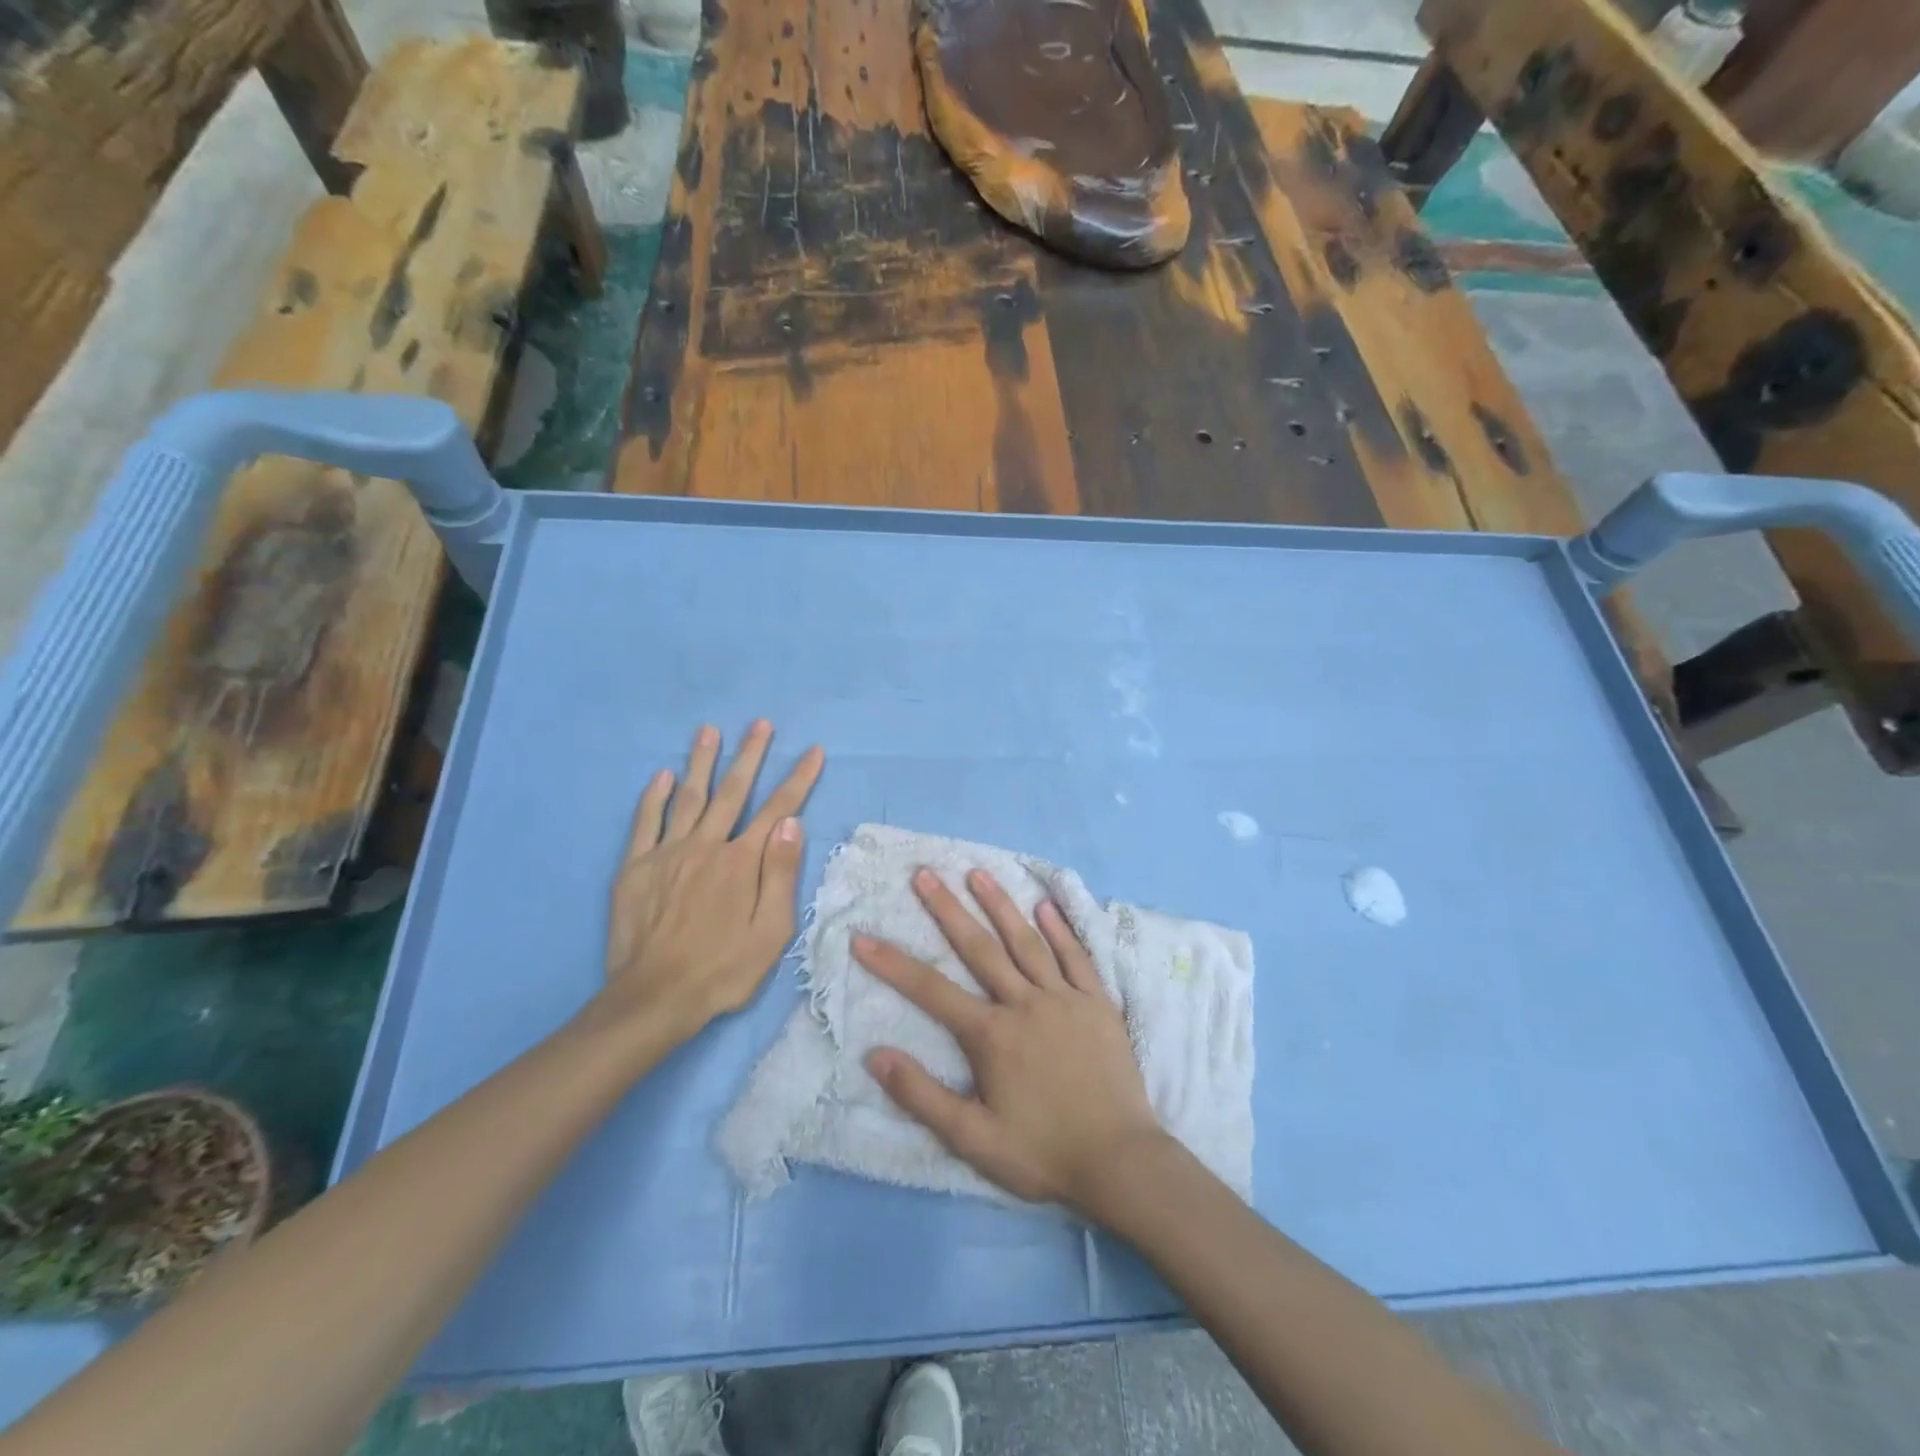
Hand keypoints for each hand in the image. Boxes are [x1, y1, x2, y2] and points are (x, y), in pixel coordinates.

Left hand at [594, 721, 824, 1048]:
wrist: (655, 998)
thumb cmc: (723, 969)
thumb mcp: (771, 931)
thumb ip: (781, 874)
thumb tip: (792, 823)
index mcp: (741, 862)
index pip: (778, 809)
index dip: (798, 778)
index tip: (813, 751)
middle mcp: (705, 846)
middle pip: (732, 792)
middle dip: (749, 755)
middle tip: (760, 724)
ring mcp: (667, 854)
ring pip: (688, 797)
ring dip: (701, 762)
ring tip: (710, 731)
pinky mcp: (635, 868)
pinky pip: (645, 823)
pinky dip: (653, 797)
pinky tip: (661, 775)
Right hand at [854, 868, 1165, 1217]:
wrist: (1120, 1162)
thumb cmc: (1042, 1152)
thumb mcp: (973, 1139)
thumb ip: (922, 1096)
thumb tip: (875, 1056)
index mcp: (992, 1034)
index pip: (931, 990)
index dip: (892, 963)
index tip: (862, 936)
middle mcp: (1025, 1003)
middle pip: (979, 948)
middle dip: (947, 909)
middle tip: (925, 874)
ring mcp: (1064, 999)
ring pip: (1026, 942)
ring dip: (1000, 905)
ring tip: (978, 872)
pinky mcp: (1098, 1004)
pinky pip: (1076, 957)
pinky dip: (1061, 930)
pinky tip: (1046, 905)